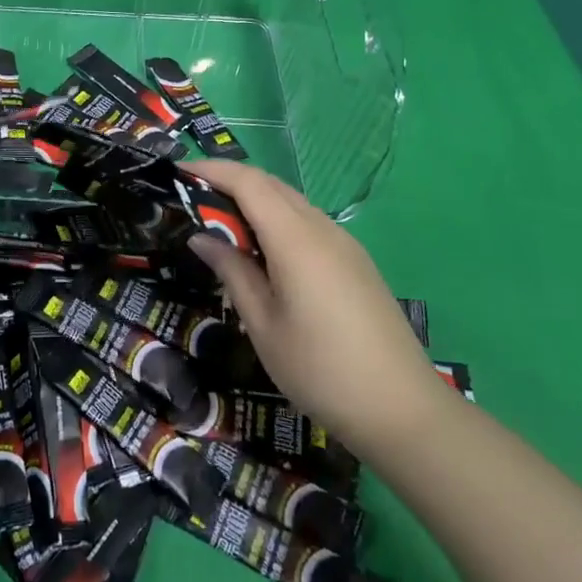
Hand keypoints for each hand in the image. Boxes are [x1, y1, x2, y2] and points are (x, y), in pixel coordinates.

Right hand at [187, 160, 447, 457]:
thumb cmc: (320, 370)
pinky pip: (308, 222)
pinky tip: (263, 251)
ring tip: (221, 225)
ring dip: (254, 201)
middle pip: (270, 184)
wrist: (404, 411)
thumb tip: (203, 237)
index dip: (211, 169)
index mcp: (296, 239)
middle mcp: (322, 229)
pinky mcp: (356, 261)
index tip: (178, 172)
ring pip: (291, 202)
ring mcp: (345, 244)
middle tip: (192, 200)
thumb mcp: (262, 324)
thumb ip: (232, 271)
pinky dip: (276, 220)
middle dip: (228, 181)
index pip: (248, 182)